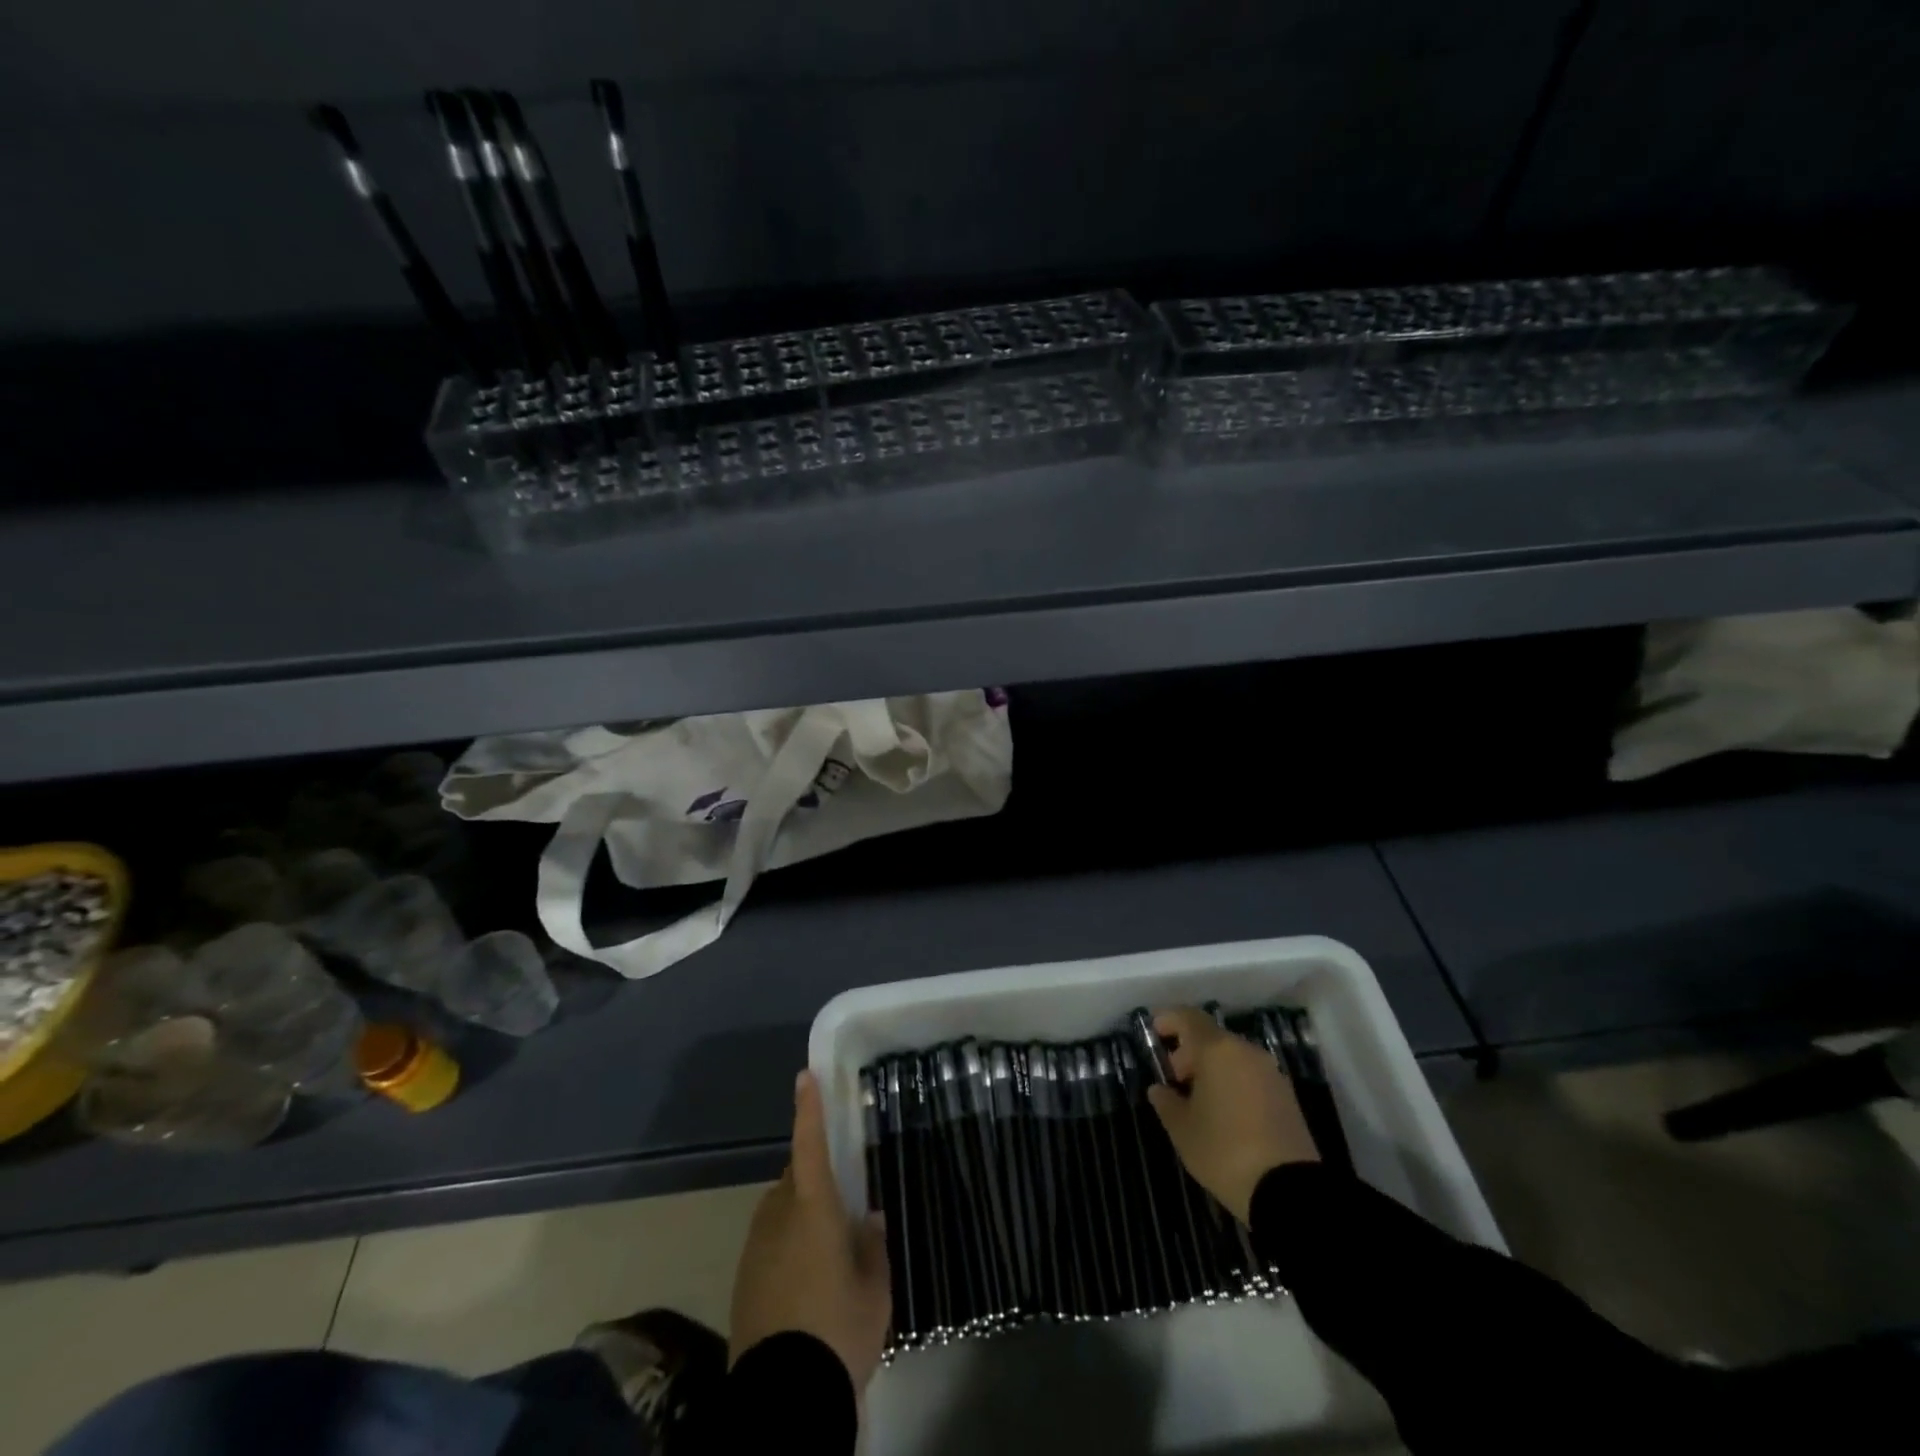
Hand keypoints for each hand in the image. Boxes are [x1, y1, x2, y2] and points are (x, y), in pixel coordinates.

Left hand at [730, 1070, 890, 1398]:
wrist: (782, 1397)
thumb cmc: (838, 1330)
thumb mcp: (874, 1290)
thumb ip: (871, 1247)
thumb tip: (868, 1218)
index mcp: (813, 1208)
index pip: (809, 1144)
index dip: (808, 1109)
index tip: (805, 1075)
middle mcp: (778, 1216)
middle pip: (794, 1180)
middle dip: (813, 1180)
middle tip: (840, 1204)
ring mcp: (755, 1248)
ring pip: (780, 1212)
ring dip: (799, 1216)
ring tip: (826, 1250)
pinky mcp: (743, 1280)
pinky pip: (769, 1244)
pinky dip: (786, 1247)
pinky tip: (805, 1282)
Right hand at [1146, 1007, 1318, 1221]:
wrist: (1289, 1191)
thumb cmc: (1225, 1151)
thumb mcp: (1183, 1130)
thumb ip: (1166, 1103)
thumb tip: (1159, 1090)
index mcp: (1217, 1051)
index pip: (1189, 1018)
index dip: (1170, 1019)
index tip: (1155, 1030)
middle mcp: (1246, 1052)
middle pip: (1212, 1037)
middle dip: (1190, 1050)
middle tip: (1175, 1076)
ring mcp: (1271, 1073)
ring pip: (1233, 1056)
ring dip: (1212, 1067)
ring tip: (1198, 1097)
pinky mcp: (1287, 1096)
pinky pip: (1250, 1075)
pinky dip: (1233, 1080)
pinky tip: (1224, 1110)